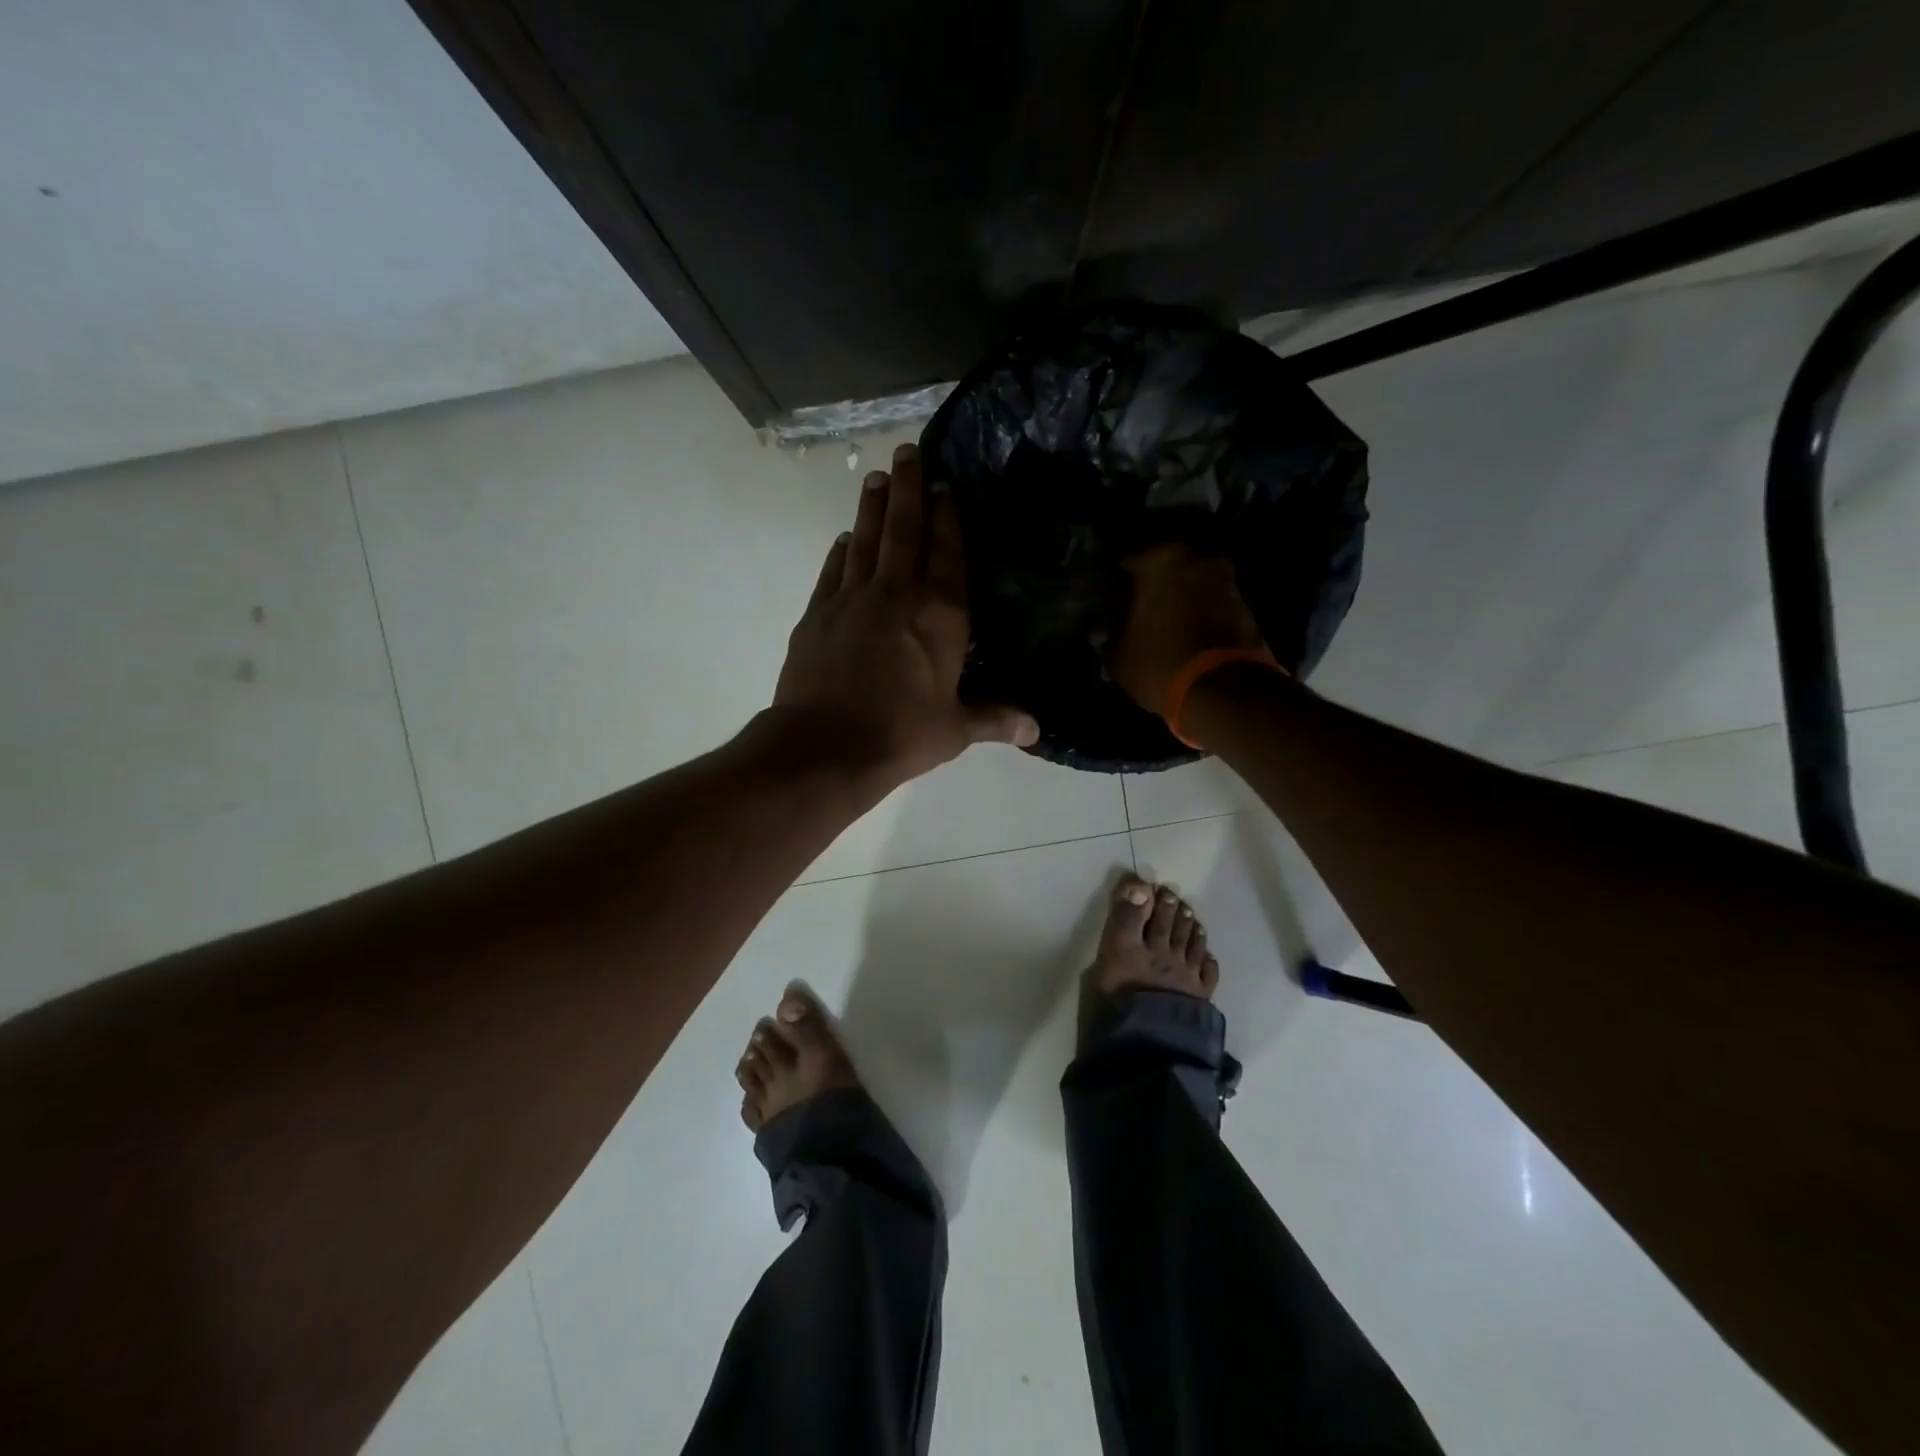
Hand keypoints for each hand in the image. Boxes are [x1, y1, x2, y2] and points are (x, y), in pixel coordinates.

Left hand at [773, 443, 1037, 792]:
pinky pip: (833, 569)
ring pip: (866, 540)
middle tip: (906, 452)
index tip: (945, 487)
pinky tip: (846, 539)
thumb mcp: (955, 730)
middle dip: (909, 489)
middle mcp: (897, 595)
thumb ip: (995, 719)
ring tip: (878, 479)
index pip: (947, 554)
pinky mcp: (817, 613)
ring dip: (874, 508)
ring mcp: (852, 599)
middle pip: (904, 531)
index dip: (947, 518)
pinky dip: (842, 550)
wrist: (825, 746)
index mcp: (940, 616)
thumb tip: (1036, 730)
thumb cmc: (901, 735)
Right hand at [1112, 543, 1271, 715]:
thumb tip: (1107, 631)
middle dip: (1158, 588)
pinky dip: (1204, 617)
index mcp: (1160, 561)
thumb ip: (1112, 634)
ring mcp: (1227, 582)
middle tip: (1142, 613)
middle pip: (1169, 571)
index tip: (1114, 604)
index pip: (1131, 565)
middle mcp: (1197, 559)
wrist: (1222, 692)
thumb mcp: (1119, 655)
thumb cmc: (1159, 663)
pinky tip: (1191, 638)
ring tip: (1168, 628)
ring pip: (1195, 586)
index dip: (1120, 586)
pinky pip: (1215, 607)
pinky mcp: (1247, 608)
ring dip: (1184, 601)